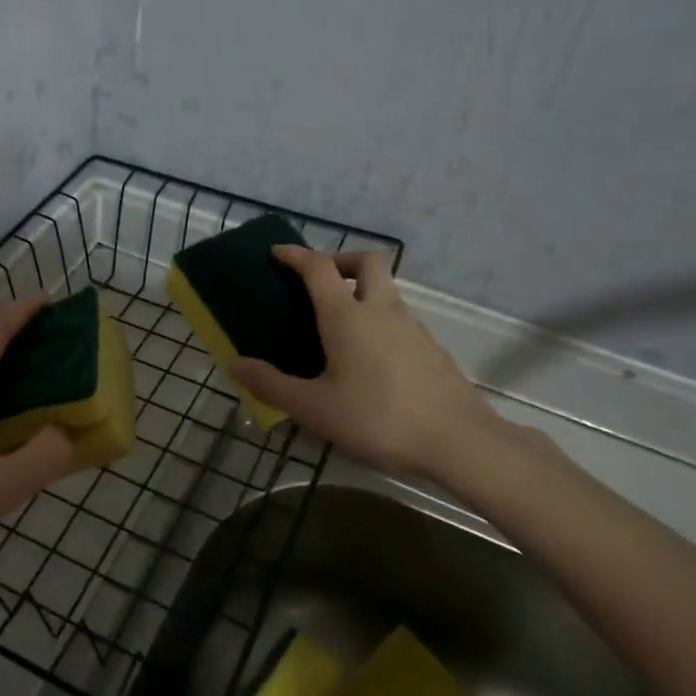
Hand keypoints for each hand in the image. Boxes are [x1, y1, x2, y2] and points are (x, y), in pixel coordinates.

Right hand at [230, 248, 514, 480]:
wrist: (459, 442)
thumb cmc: (378, 419)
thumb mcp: (315, 409)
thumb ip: (272, 385)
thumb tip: (235, 364)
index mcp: (348, 316)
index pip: (318, 268)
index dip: (295, 255)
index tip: (277, 253)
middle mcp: (382, 310)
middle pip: (366, 262)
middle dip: (339, 260)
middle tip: (318, 282)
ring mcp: (412, 327)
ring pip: (385, 290)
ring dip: (360, 291)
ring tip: (337, 324)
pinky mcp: (431, 348)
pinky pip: (398, 317)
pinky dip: (378, 318)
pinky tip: (368, 357)